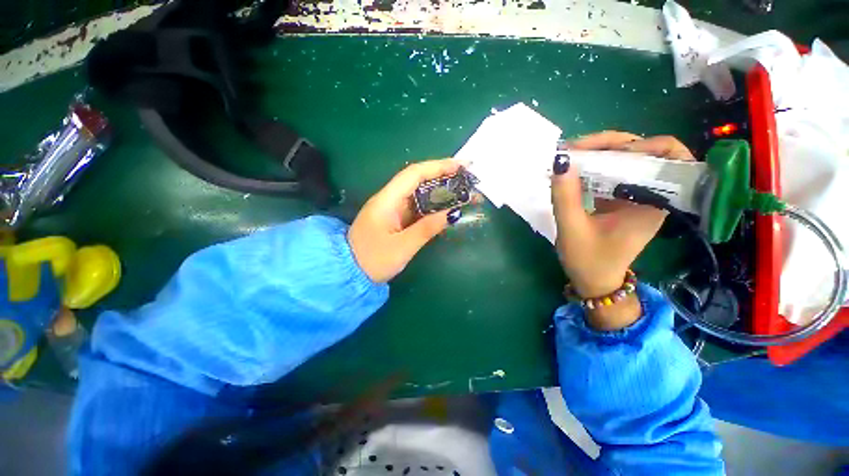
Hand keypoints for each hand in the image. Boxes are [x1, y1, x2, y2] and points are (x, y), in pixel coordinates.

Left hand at [348, 159, 463, 282]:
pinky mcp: (395, 218)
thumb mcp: (403, 246)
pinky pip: (416, 206)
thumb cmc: (373, 260)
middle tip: (467, 179)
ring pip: (418, 193)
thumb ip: (427, 228)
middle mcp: (389, 199)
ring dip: (440, 190)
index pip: (414, 174)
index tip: (461, 166)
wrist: (349, 273)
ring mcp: (392, 208)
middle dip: (443, 176)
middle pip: (417, 180)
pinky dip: (432, 205)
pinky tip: (446, 206)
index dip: (438, 166)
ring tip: (462, 192)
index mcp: (387, 200)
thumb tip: (454, 213)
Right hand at [551, 131, 694, 329]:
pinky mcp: (618, 198)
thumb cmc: (589, 260)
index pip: (670, 156)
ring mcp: (633, 194)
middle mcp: (649, 193)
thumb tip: (560, 160)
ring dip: (597, 152)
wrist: (593, 280)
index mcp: (653, 202)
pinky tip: (572, 170)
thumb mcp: (573, 228)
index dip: (645, 145)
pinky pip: (609, 172)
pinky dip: (591, 165)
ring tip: (569, 157)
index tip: (609, 153)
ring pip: (623, 158)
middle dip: (608, 144)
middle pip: (641, 151)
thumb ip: (566, 196)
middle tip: (574, 150)